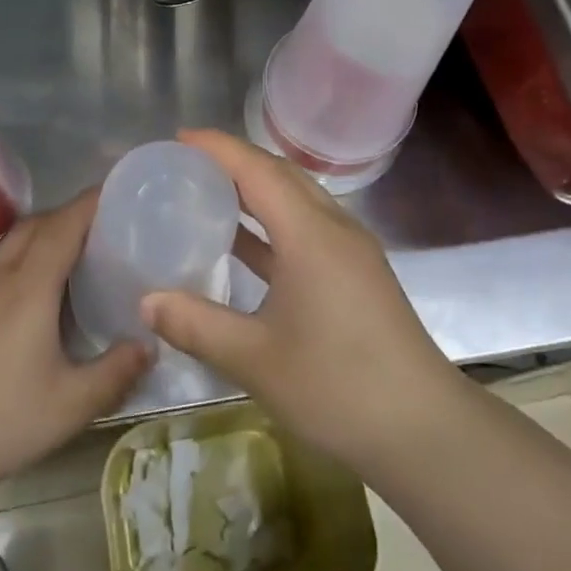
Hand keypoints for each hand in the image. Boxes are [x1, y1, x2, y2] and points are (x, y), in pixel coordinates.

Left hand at [0, 193, 151, 505]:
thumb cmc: (1, 421)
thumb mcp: (72, 404)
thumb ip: (116, 371)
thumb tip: (149, 344)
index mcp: (29, 287)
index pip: (64, 224)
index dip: (92, 202)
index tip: (122, 191)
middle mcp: (0, 278)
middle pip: (37, 223)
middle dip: (72, 213)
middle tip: (109, 225)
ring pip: (14, 242)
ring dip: (47, 233)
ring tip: (82, 253)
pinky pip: (2, 264)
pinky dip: (28, 257)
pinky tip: (43, 293)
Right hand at [142, 130, 470, 475]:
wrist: (424, 431)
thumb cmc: (338, 387)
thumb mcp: (255, 359)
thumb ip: (197, 325)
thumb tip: (146, 301)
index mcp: (310, 234)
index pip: (258, 170)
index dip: (217, 148)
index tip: (178, 139)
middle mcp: (334, 229)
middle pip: (281, 175)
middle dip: (235, 162)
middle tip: (188, 165)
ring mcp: (351, 252)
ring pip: (297, 201)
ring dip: (256, 191)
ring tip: (208, 194)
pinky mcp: (357, 276)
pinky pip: (307, 229)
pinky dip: (272, 225)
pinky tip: (244, 246)